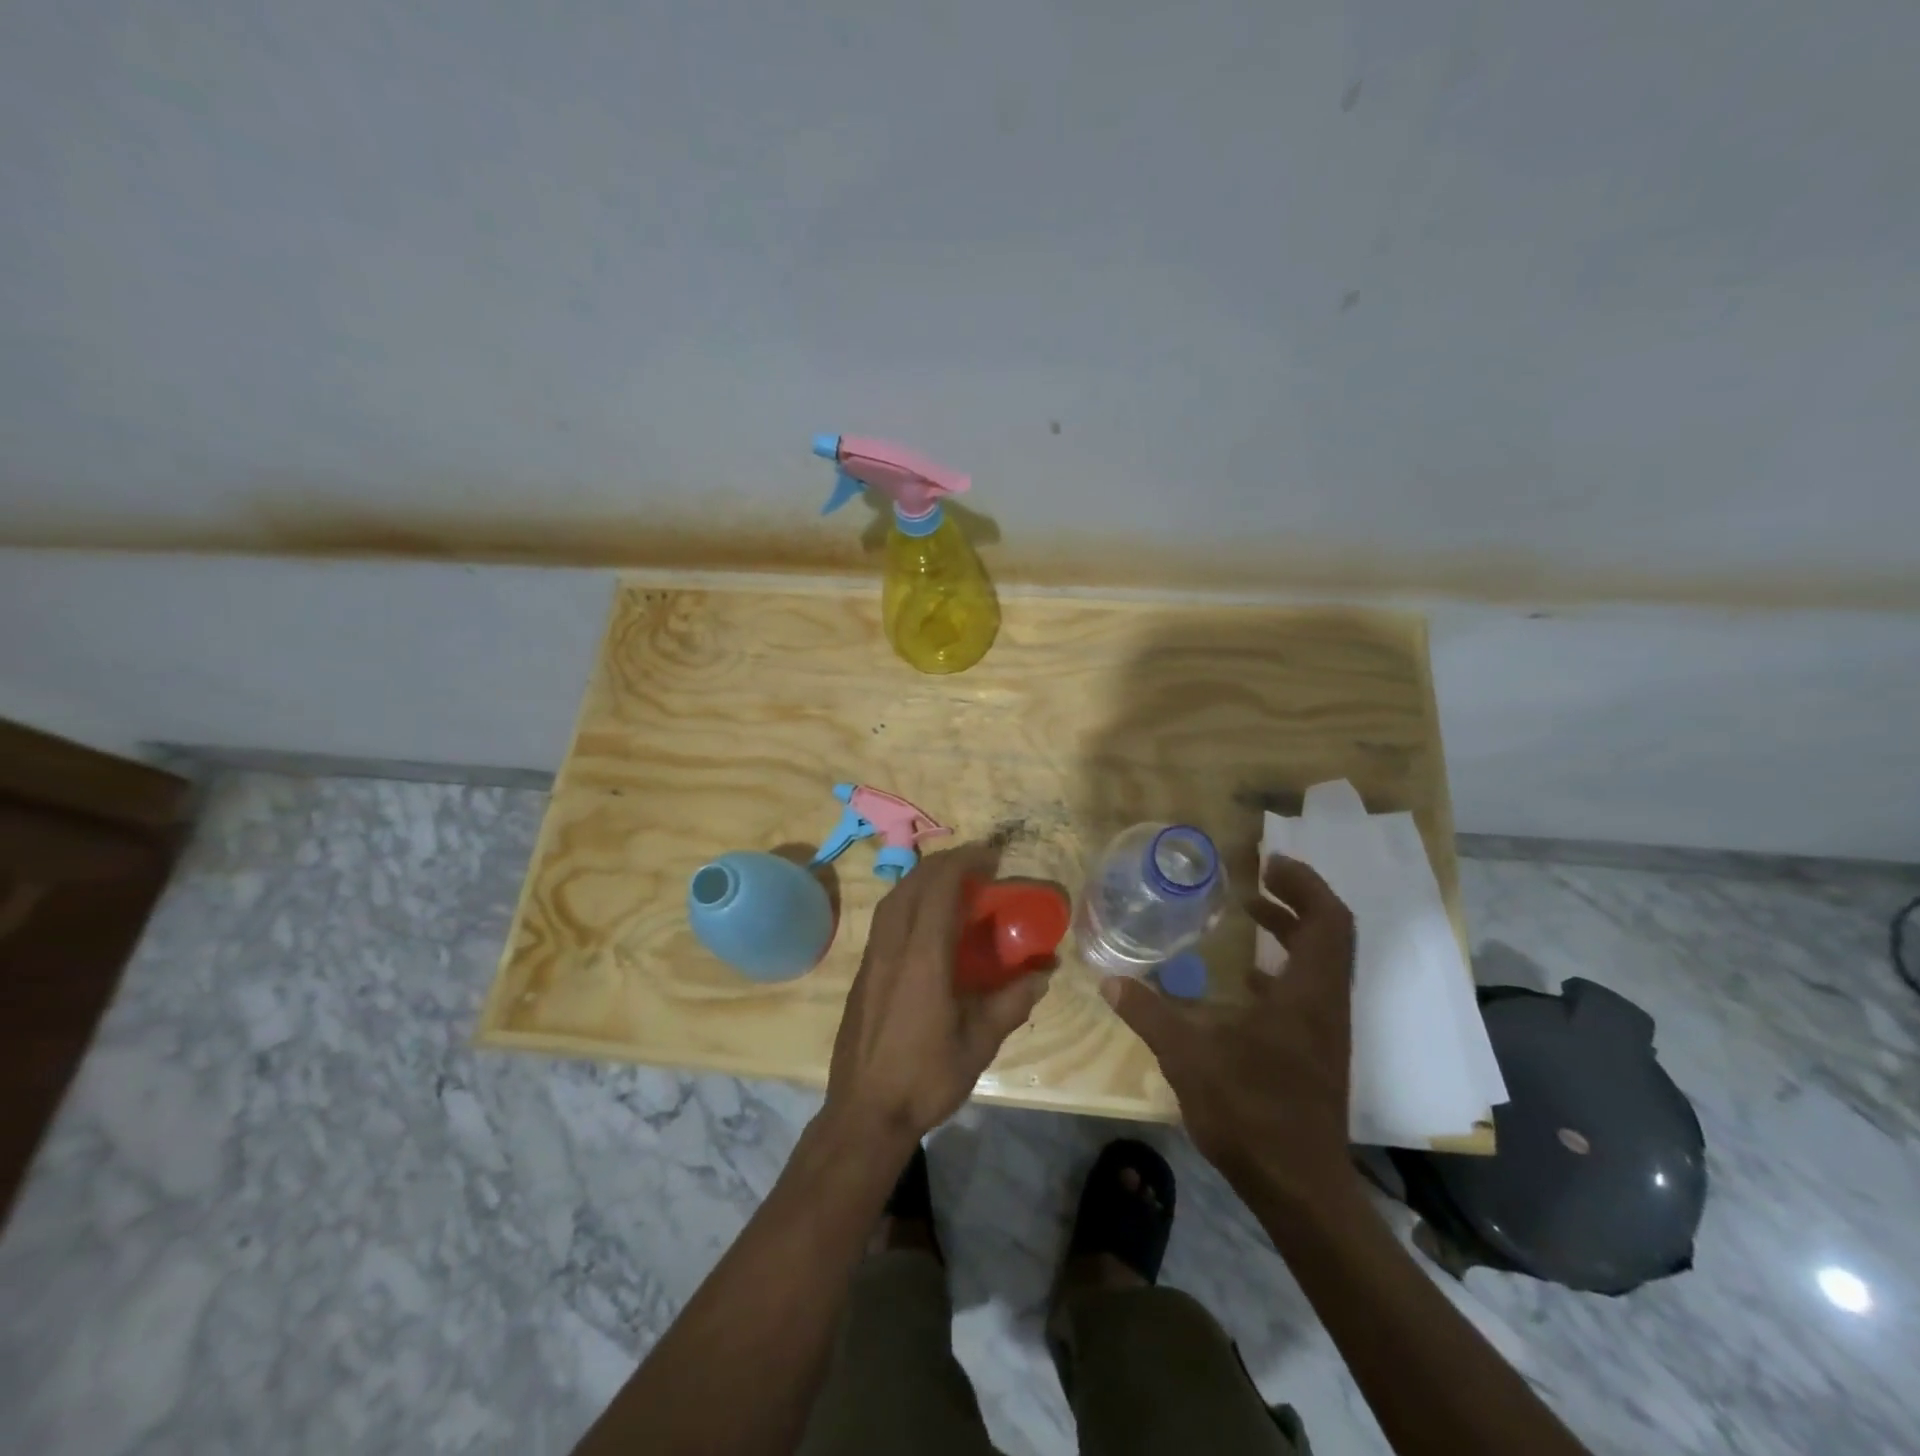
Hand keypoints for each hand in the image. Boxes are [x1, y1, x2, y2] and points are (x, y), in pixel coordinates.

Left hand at [827, 843, 1051, 1148]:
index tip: (992, 855)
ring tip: (953, 883)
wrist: (864, 1113)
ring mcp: (872, 958)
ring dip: (924, 879)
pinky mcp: (863, 972)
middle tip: (978, 865)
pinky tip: (927, 921)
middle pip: (913, 883)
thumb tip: (1044, 973)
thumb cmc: (925, 1079)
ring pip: (894, 898)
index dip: (965, 861)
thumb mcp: (980, 1043)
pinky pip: (886, 918)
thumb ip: (1012, 1002)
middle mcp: (892, 948)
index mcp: (923, 959)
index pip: (939, 888)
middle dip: (946, 863)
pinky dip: (908, 900)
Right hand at [1101, 856, 1355, 1199]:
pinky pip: (1309, 991)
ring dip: (1292, 932)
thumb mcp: (1189, 1057)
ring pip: (1321, 963)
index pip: (1329, 921)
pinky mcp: (1317, 1053)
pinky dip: (1284, 968)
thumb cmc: (1251, 1113)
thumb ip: (1149, 1014)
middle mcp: (1326, 1005)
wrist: (1299, 1188)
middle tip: (1258, 879)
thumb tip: (1110, 981)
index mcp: (1307, 996)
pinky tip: (1247, 979)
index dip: (1305, 883)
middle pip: (1331, 935)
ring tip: (1251, 913)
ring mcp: (1325, 1031)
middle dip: (1298, 899)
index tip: (1270, 862)